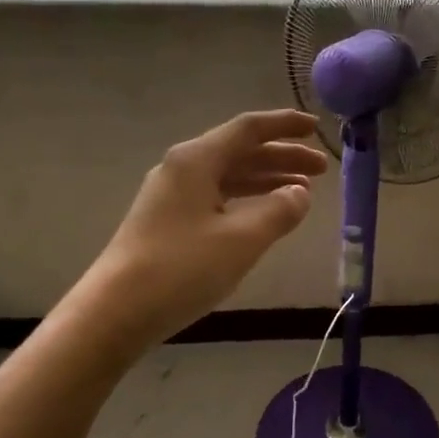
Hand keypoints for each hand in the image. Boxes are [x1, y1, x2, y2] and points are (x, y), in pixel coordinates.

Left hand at [80, 111, 328, 350]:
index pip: (248, 129)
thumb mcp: (242, 239)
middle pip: (240, 152)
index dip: (284, 126)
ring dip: (267, 180)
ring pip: (229, 177)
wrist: (116, 311)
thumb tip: (300, 193)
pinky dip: (247, 201)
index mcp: (196, 160)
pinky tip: (265, 216)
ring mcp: (172, 196)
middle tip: (321, 169)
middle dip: (282, 157)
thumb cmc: (182, 268)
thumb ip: (279, 211)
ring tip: (303, 193)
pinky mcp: (168, 222)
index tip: (315, 126)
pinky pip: (217, 198)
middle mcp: (182, 169)